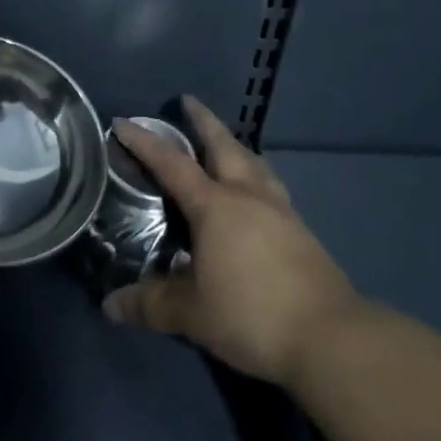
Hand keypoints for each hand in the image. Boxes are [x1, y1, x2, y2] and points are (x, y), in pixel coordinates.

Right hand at [103, 95, 363, 389]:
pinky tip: (256, 191)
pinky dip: (256, 174)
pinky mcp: (302, 232)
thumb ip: (151, 304)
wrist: (330, 338)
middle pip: (223, 145)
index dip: (145, 142)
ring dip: (235, 145)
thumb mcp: (193, 314)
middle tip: (189, 102)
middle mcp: (247, 196)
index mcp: (215, 205)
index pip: (172, 163)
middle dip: (204, 121)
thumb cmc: (251, 314)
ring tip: (226, 142)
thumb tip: (110, 305)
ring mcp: (280, 211)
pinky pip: (271, 186)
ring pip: (254, 162)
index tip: (124, 121)